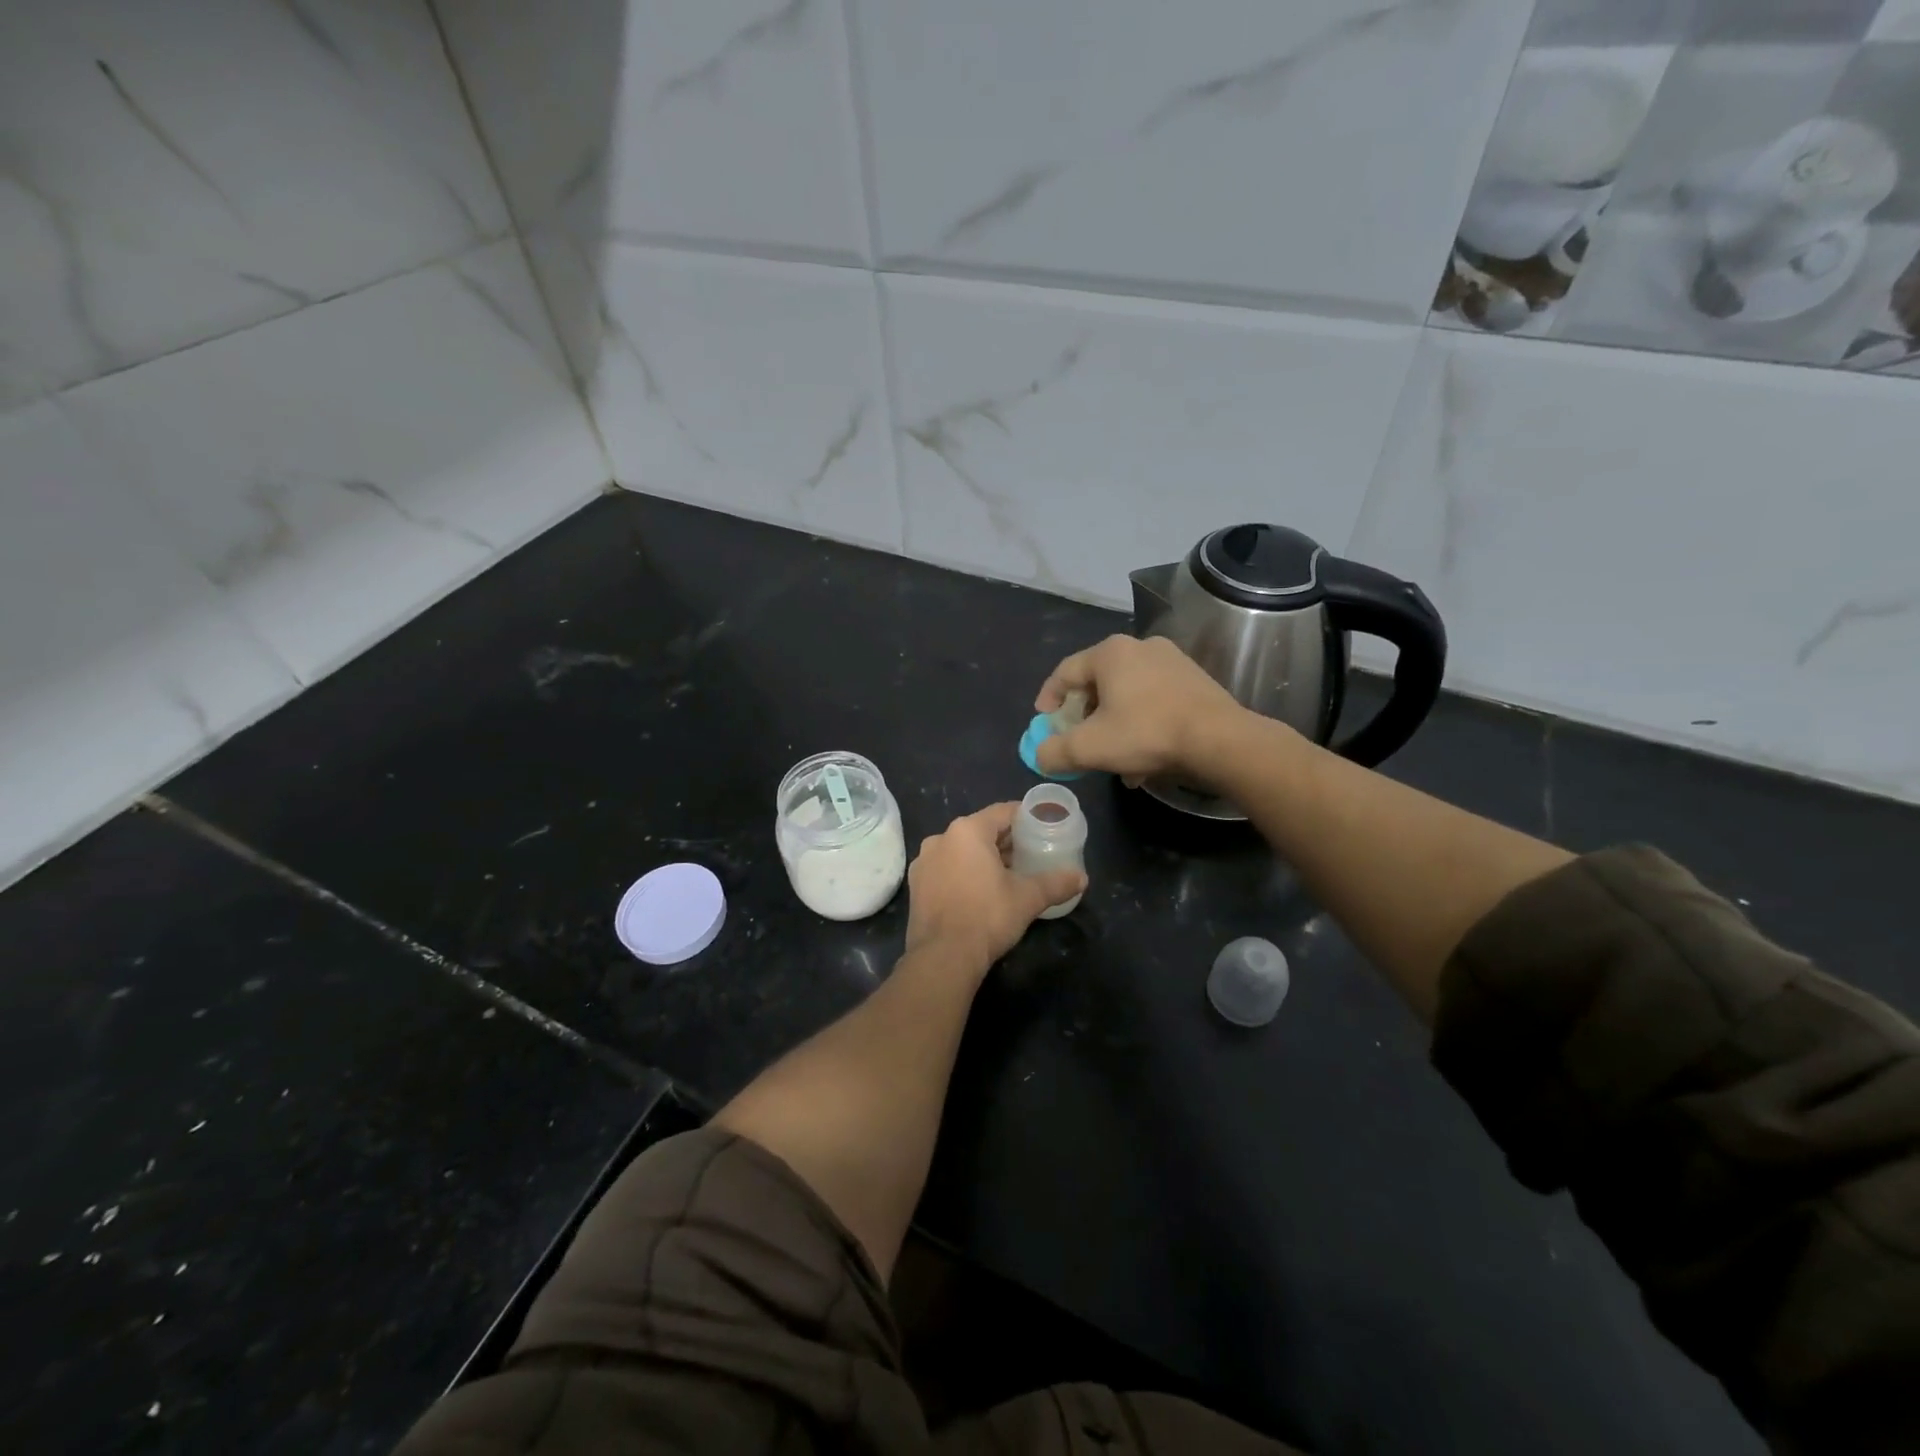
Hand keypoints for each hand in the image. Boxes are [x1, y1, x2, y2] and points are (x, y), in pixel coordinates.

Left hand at [904, 803, 1085, 970]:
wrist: (943, 957)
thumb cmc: (987, 916)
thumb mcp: (1028, 898)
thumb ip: (1056, 883)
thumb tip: (1082, 878)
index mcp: (967, 831)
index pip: (1002, 812)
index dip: (1025, 817)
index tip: (1042, 826)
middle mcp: (941, 839)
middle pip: (981, 830)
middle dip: (1006, 841)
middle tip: (1031, 853)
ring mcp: (924, 862)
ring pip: (962, 850)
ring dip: (984, 858)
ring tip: (1009, 874)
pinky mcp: (917, 886)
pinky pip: (947, 869)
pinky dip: (964, 873)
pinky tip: (981, 891)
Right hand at [1034, 635, 1246, 781]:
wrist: (1220, 740)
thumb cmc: (1146, 734)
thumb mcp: (1089, 748)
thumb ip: (1054, 751)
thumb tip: (1040, 754)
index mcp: (1110, 653)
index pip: (1065, 672)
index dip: (1048, 698)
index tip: (1043, 722)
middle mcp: (1140, 647)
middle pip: (1098, 682)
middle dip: (1085, 716)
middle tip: (1079, 740)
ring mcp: (1172, 661)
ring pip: (1128, 695)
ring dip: (1114, 725)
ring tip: (1114, 758)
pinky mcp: (1195, 680)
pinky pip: (1154, 700)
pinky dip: (1142, 724)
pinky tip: (1146, 756)